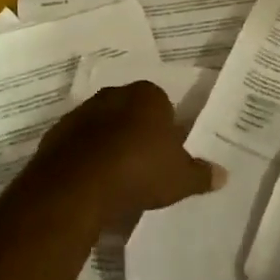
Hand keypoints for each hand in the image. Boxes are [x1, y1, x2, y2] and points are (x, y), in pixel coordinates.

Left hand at [34, 81, 224, 220]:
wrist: (78, 185)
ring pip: (103, 125)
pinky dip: (86, 158)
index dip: (166, 128)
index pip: (162, 104)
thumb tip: (223, 174)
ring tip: (118, 178)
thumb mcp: (180, 178)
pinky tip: (94, 183)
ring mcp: (81, 112)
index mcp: (147, 95)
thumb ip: (201, 174)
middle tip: (145, 165)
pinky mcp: (57, 134)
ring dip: (109, 144)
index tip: (167, 153)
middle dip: (137, 132)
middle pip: (131, 111)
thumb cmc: (139, 170)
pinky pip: (79, 144)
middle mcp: (113, 95)